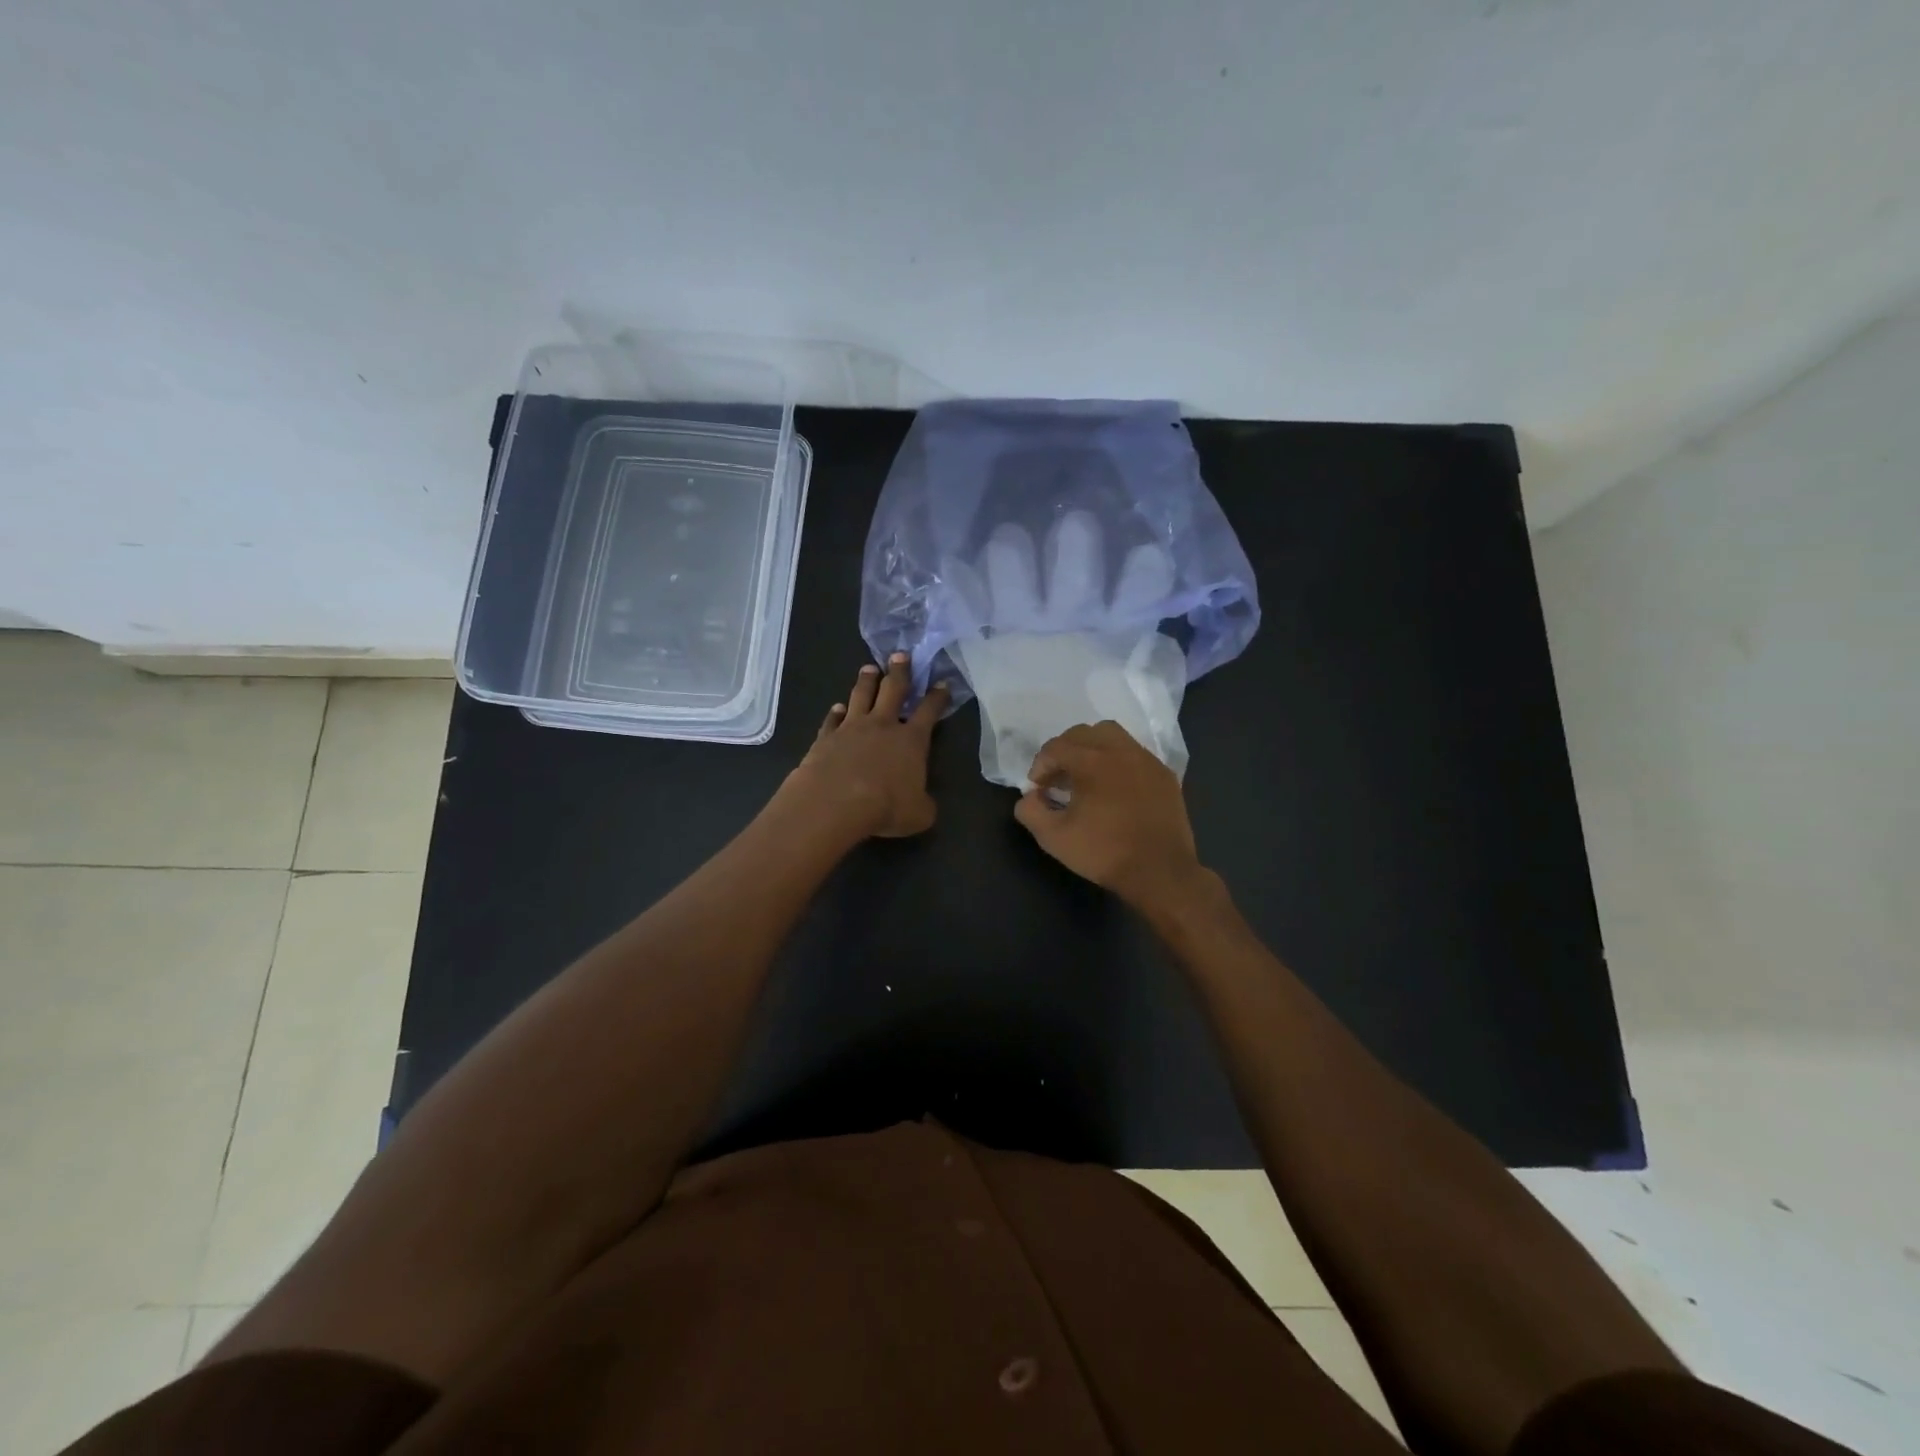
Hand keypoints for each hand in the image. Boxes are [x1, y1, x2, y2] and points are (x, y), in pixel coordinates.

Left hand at [789, 654, 947, 838]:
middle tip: (900, 655)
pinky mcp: (826, 737)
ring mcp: (852, 727)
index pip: (929, 711)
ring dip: (866, 681)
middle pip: (893, 690)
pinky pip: (832, 719)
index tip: (942, 683)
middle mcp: (883, 725)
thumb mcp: (918, 814)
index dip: (938, 697)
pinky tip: (836, 708)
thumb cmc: (884, 806)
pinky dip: (835, 712)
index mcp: (912, 740)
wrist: (835, 801)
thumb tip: (923, 803)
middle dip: (900, 671)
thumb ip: (924, 804)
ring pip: (861, 696)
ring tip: (869, 668)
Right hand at [1013, 721, 1205, 910]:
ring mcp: (1146, 760)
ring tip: (1086, 777)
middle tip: (1058, 779)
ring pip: (1112, 736)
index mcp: (1092, 761)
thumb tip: (1029, 796)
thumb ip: (1030, 811)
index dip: (1040, 766)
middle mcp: (1120, 750)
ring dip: (1092, 749)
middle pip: (1083, 733)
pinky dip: (1117, 762)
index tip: (1038, 789)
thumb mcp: (1053, 837)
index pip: (1055, 747)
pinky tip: (1115, 789)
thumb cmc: (1104, 852)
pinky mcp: (1164, 775)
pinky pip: (1134, 754)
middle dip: (1064, 752)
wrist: (1160, 872)